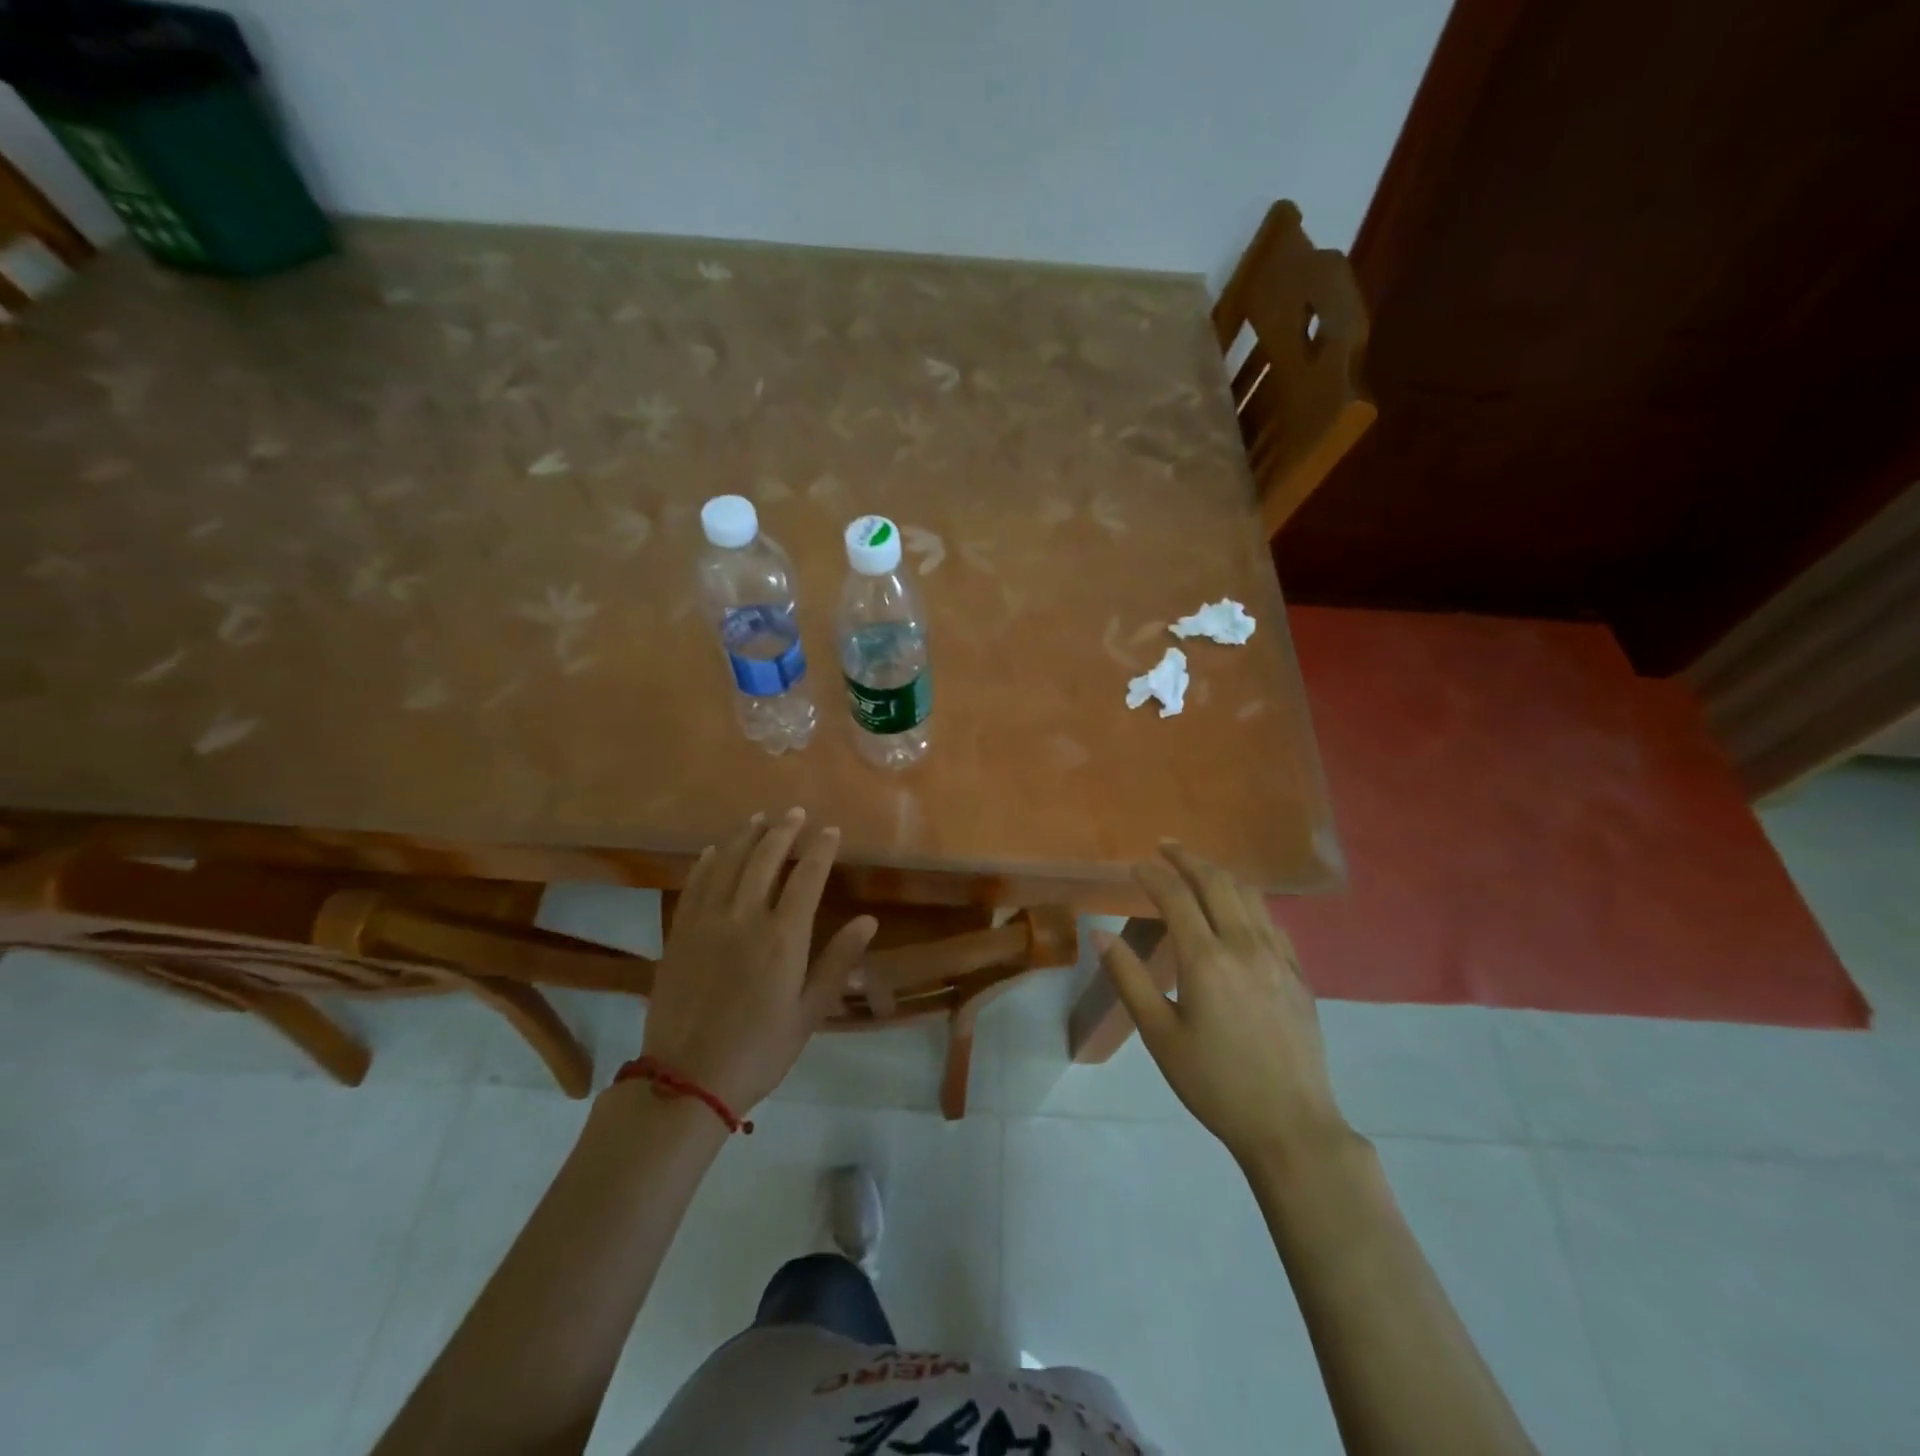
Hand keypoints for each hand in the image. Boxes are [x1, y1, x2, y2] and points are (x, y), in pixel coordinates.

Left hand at [642, 809, 875, 1112]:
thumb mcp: (809, 1012)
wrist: (687, 1080)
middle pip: (765, 859)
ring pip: (729, 864)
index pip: (807, 877)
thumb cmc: (760, 1050)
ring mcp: (707, 922)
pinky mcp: (680, 933)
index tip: (831, 830)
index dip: (820, 849)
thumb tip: (869, 920)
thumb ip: (838, 961)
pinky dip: (708, 862)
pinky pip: (695, 885)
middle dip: (784, 831)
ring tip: (759, 818)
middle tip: (796, 812)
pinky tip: (716, 850)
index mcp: (783, 938)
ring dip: (746, 837)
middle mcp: (744, 918)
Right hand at [1096, 842, 1349, 1168]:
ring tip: (1198, 868)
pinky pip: (1271, 920)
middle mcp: (1244, 945)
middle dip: (1188, 858)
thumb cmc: (1215, 1083)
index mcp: (1206, 959)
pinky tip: (1238, 910)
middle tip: (1165, 846)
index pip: (1176, 897)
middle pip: (1216, 882)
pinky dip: (1248, 901)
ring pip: (1249, 894)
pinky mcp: (1298, 973)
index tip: (1136, 865)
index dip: (1153, 875)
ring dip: (1220, 873)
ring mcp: (1278, 957)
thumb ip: (1129, 979)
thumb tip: (1100, 934)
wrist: (1291, 1126)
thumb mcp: (1159, 1035)